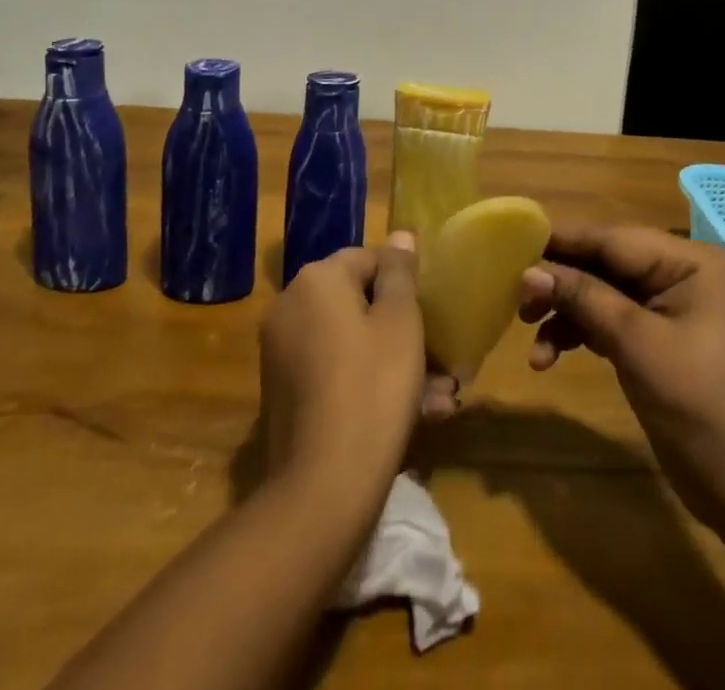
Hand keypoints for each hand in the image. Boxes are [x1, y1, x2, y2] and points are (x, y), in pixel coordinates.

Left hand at [259, 233, 424, 505]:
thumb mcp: (401, 323)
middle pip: (358, 303)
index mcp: (317, 280)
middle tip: (442, 362)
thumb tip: (400, 235)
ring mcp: (282, 351)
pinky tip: (412, 416)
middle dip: (402, 329)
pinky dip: (367, 383)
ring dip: (393, 362)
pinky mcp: (283, 392)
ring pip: (351, 342)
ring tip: (438, 398)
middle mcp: (290, 305)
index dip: (405, 284)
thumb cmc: (373, 389)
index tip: (432, 315)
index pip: (369, 259)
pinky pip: (334, 371)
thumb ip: (400, 273)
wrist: (322, 489)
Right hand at [518, 221, 724, 525]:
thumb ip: (583, 298)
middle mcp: (679, 274)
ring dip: (564, 314)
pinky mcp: (655, 339)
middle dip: (560, 282)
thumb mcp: (637, 344)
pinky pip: (607, 322)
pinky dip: (579, 335)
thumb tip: (528, 270)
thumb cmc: (699, 404)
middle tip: (516, 298)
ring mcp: (668, 308)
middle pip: (603, 264)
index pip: (613, 239)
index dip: (562, 241)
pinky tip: (548, 358)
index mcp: (689, 261)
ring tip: (529, 336)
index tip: (514, 242)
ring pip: (600, 294)